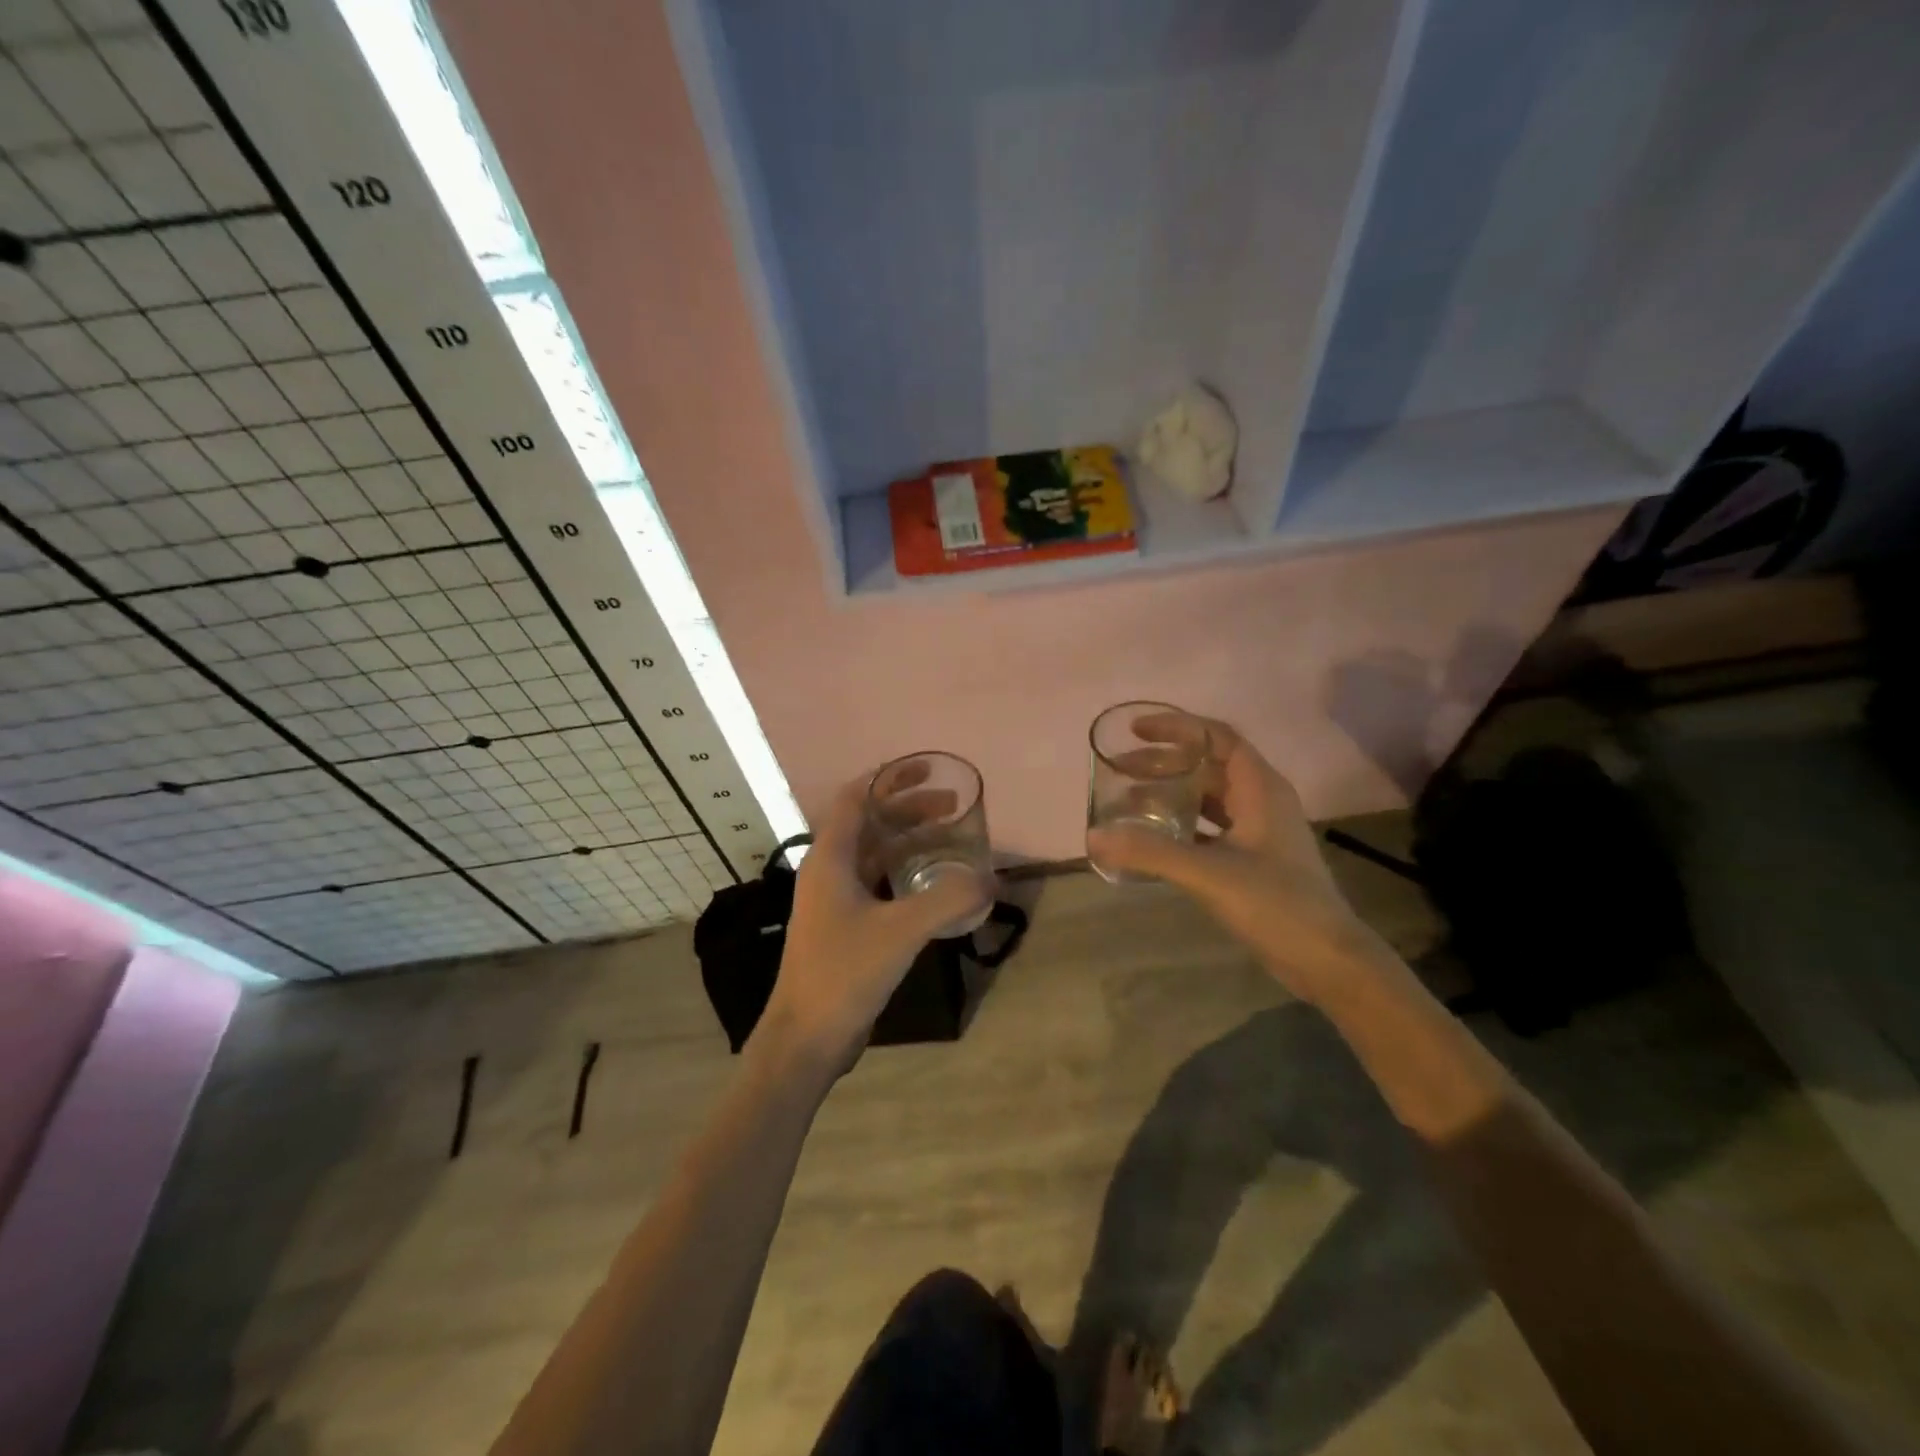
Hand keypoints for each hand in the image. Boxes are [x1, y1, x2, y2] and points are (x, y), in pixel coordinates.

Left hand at [758, 776, 989, 1072]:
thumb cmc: (844, 972)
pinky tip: (934, 883)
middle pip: (870, 823)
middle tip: (953, 806)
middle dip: (910, 808)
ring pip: (875, 853)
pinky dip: (905, 872)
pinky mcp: (845, 925)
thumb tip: (992, 878)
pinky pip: (878, 882)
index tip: (928, 769)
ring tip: (950, 838)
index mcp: (831, 857)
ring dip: (910, 840)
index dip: (890, 777)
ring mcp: (835, 899)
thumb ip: (947, 900)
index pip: (857, 797)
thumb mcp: (901, 931)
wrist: (805, 1037)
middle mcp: (829, 870)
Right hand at [1087, 715, 1381, 1003]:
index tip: (1136, 731)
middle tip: (1121, 770)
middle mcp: (1261, 800)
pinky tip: (1155, 839)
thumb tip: (1095, 836)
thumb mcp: (1209, 873)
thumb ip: (1151, 852)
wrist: (1327, 960)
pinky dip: (1182, 825)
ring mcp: (1260, 831)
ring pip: (1209, 797)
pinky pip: (1211, 826)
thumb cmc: (1276, 904)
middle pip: (1208, 766)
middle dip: (1164, 763)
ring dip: (1171, 794)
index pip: (1217, 737)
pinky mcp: (1255, 858)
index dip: (1177, 727)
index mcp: (1260, 788)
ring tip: (1130, 801)